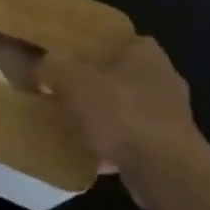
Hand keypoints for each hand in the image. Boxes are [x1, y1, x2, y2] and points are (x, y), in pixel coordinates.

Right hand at [40, 37, 209, 208]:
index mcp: (145, 51)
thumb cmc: (121, 113)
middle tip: (63, 94)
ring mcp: (171, 115)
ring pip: (126, 110)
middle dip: (94, 87)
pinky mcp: (171, 147)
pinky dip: (114, 147)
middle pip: (119, 76)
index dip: (87, 49)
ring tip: (72, 127)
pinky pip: (133, 140)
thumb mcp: (72, 80)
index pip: (114, 40)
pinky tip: (90, 157)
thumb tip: (37, 65)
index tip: (64, 61)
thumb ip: (51, 67)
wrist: (164, 170)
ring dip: (104, 119)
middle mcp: (163, 77)